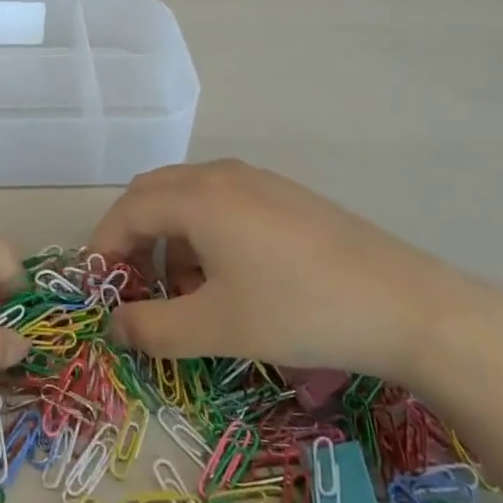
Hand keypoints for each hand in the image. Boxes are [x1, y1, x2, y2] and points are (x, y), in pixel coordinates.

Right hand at [86, 160, 494, 384]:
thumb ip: (153, 328)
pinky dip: (202, 232)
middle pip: (152, 194)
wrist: (404, 304)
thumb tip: (115, 325)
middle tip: (135, 289)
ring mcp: (256, 179)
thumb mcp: (217, 328)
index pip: (126, 211)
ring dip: (169, 237)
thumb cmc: (298, 312)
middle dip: (132, 238)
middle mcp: (219, 174)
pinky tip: (228, 276)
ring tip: (185, 292)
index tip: (99, 291)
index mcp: (196, 196)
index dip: (103, 248)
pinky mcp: (283, 194)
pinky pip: (221, 201)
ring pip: (187, 197)